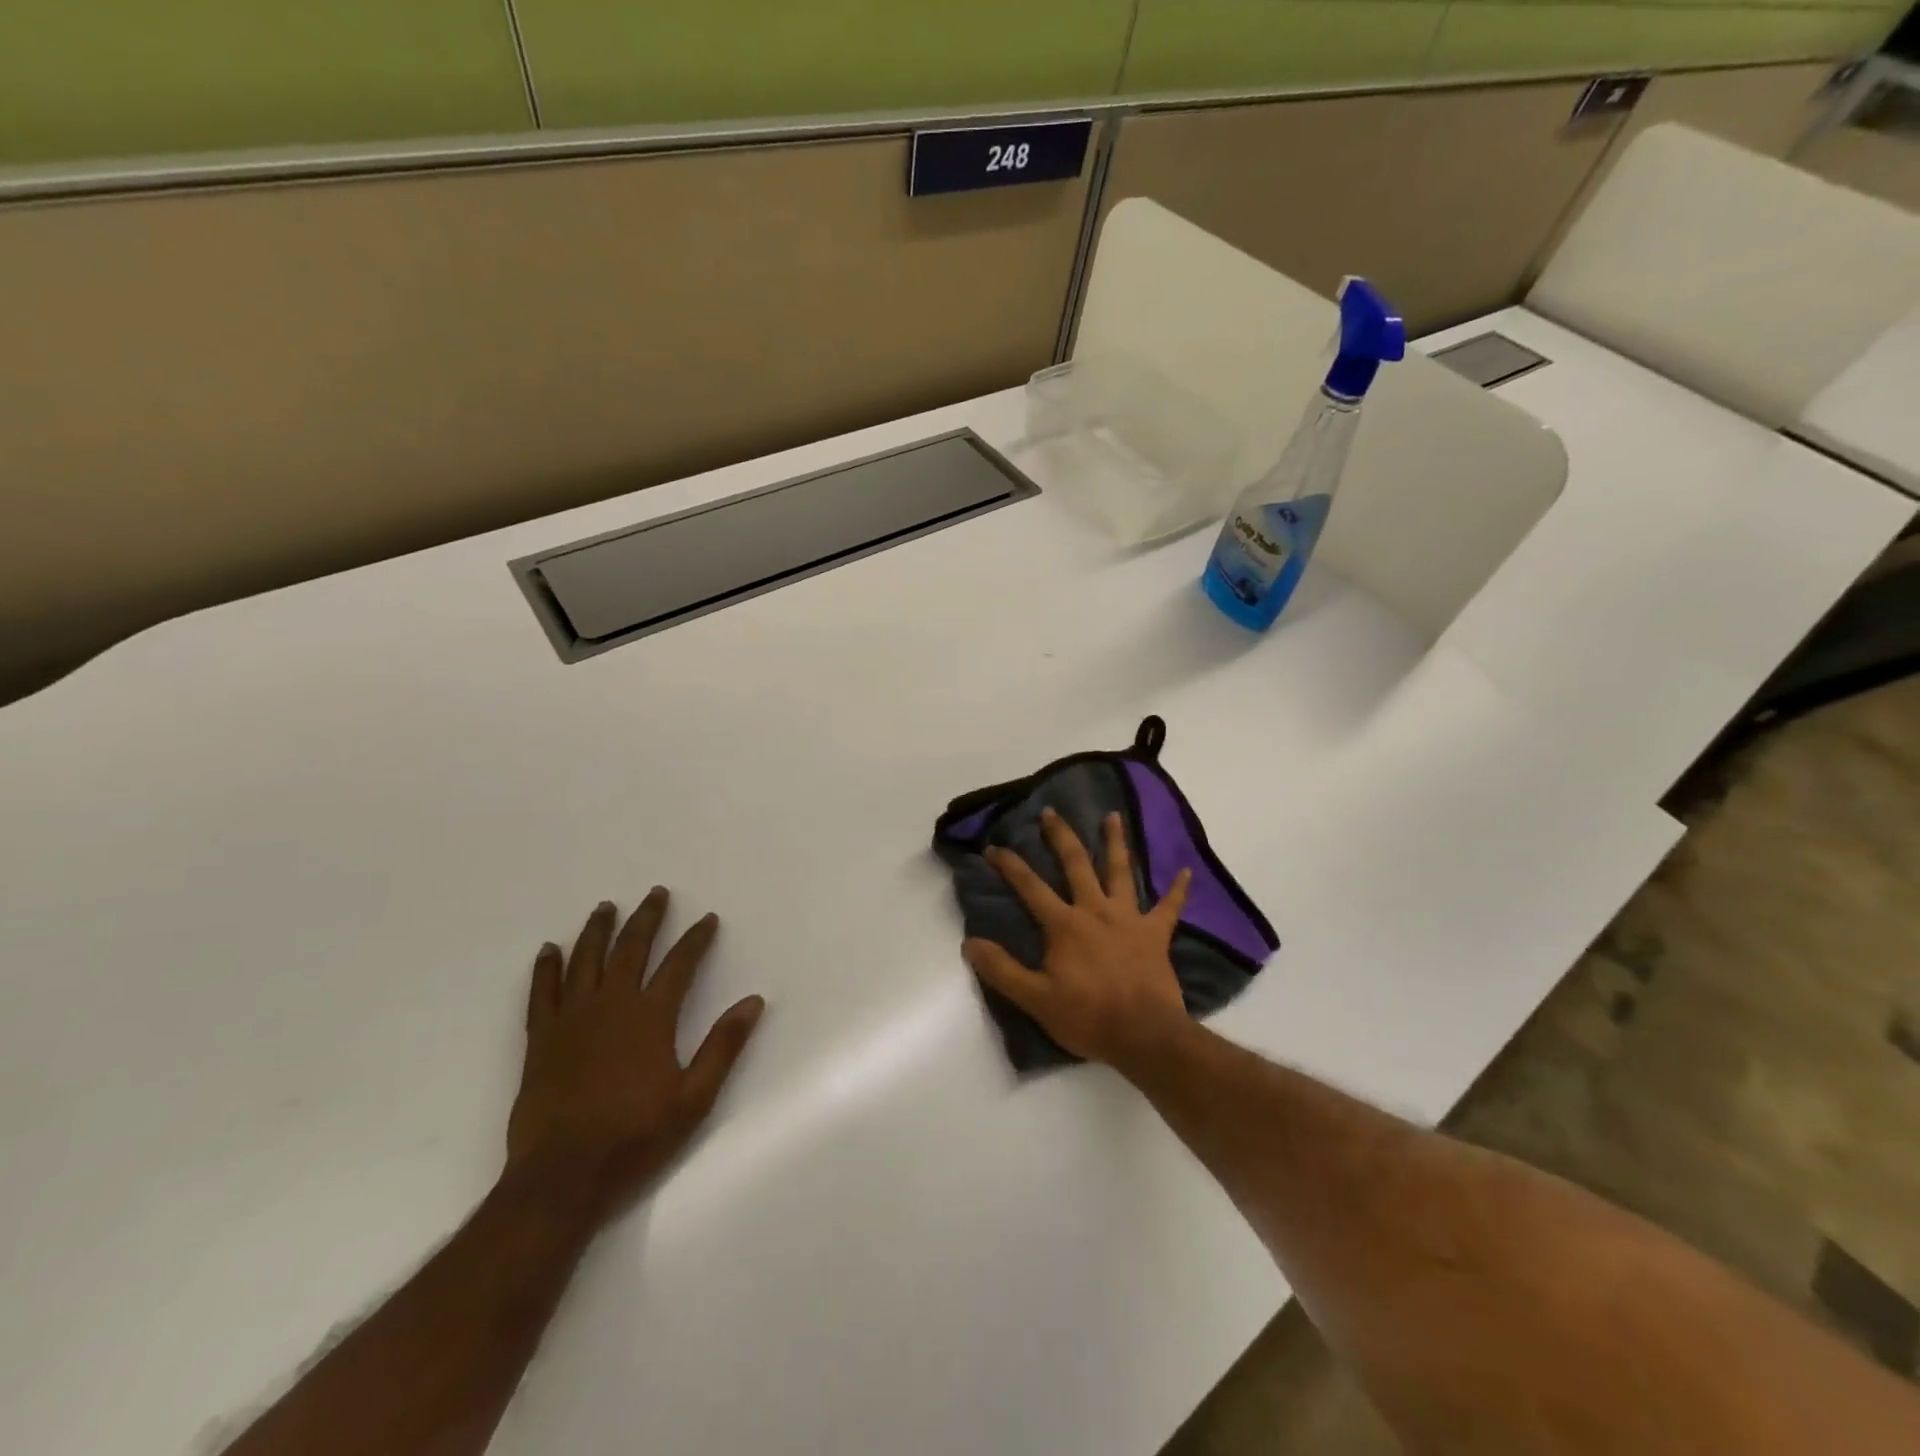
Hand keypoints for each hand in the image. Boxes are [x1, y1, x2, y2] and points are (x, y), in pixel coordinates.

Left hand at [505, 889, 763, 1225]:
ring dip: (598, 930)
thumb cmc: (635, 1136)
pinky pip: (542, 992)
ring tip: (606, 906)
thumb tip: (753, 1002)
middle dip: (647, 918)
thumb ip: (723, 1046)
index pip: (680, 964)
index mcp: (650, 1017)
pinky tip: (549, 950)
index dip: (696, 938)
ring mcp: (571, 1019)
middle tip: (656, 893)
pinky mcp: (541, 1038)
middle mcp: (611, 1005)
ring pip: (585, 960)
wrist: (561, 1176)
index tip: (708, 919)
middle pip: (630, 948)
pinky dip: (546, 968)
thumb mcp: (694, 1097)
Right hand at [964, 807, 1191, 1068]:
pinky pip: (1170, 907)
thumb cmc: (1087, 1016)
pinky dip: (1178, 890)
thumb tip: (970, 943)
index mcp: (1065, 924)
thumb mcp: (1035, 998)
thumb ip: (1002, 970)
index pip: (1030, 887)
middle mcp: (1095, 910)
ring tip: (1113, 816)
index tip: (994, 846)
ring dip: (1116, 842)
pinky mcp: (1156, 934)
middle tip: (1052, 812)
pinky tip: (1186, 871)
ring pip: (1121, 871)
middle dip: (1061, 836)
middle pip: (1076, 864)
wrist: (1144, 1034)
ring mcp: (1129, 919)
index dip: (1010, 865)